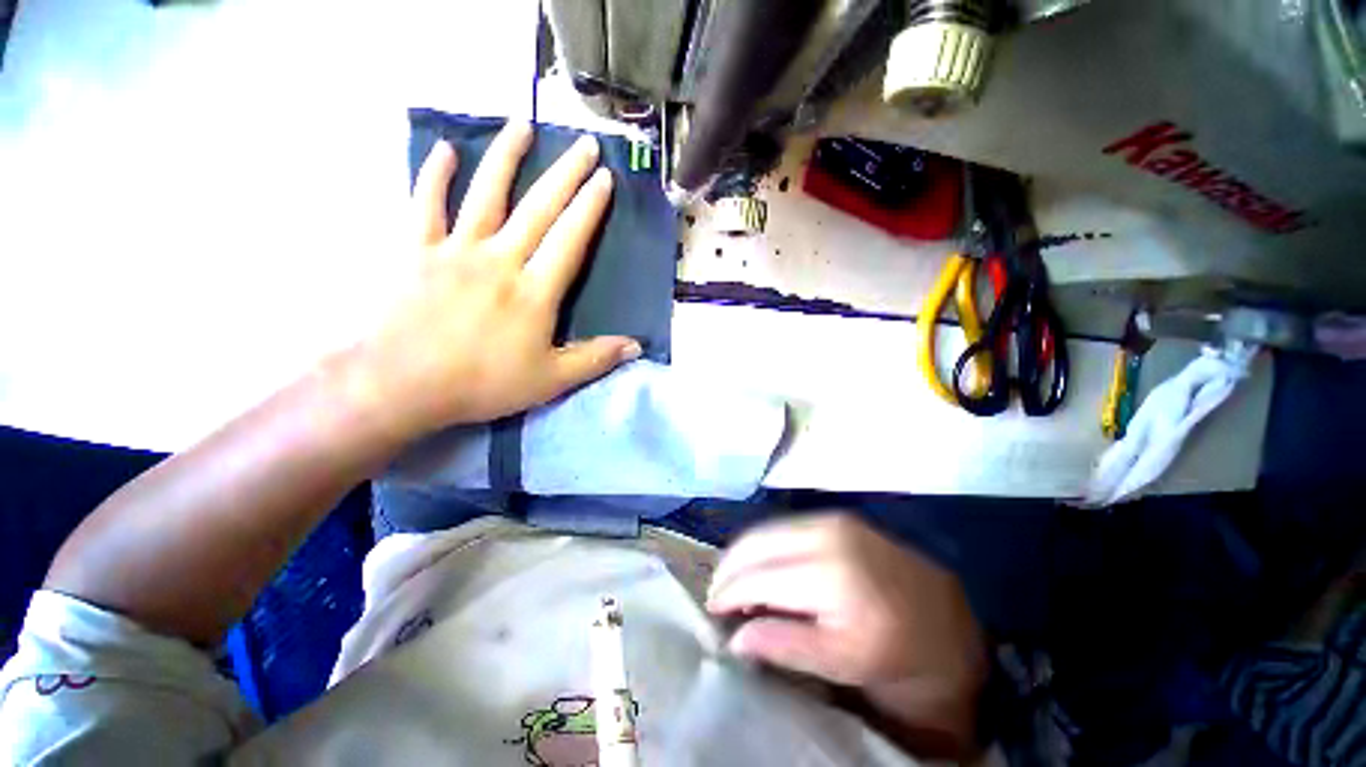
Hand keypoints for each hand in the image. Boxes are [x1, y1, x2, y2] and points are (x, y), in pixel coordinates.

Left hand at [349, 122, 640, 439]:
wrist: (403, 385)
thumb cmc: (484, 384)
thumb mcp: (551, 380)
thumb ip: (595, 359)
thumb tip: (637, 346)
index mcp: (535, 292)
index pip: (569, 240)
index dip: (589, 208)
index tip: (604, 178)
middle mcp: (500, 260)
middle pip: (538, 208)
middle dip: (565, 174)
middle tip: (584, 143)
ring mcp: (456, 250)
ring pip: (486, 194)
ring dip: (506, 157)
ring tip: (523, 125)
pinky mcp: (417, 251)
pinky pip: (426, 205)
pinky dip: (435, 175)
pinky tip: (446, 149)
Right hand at [706, 514, 986, 755]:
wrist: (951, 622)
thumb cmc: (900, 654)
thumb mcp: (845, 665)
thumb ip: (785, 646)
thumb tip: (734, 637)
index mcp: (834, 576)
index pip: (760, 576)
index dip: (729, 592)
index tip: (711, 610)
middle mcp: (829, 534)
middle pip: (757, 542)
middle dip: (729, 567)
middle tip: (717, 596)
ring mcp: (834, 519)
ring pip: (767, 528)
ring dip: (744, 554)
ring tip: (735, 584)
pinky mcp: (838, 517)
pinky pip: (785, 526)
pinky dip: (765, 545)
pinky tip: (763, 567)